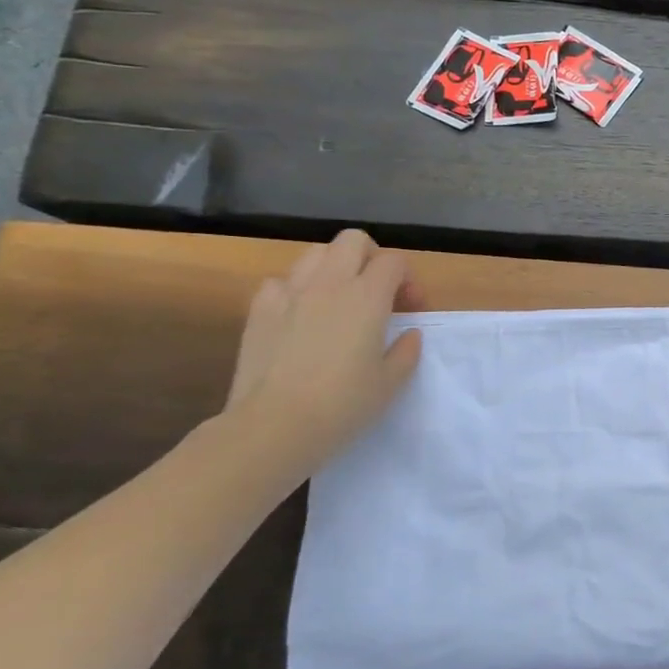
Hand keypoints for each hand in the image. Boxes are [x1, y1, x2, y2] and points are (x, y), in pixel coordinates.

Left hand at [225, 230, 424, 458]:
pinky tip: (299, 315)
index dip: (407, 279)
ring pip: (315, 253)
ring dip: (333, 267)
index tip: (410, 309)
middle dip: (371, 257)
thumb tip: (409, 334)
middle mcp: (329, 283)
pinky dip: (294, 289)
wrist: (273, 427)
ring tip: (338, 299)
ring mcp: (290, 293)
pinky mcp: (258, 310)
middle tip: (376, 292)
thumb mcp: (391, 383)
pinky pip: (280, 281)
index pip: (393, 261)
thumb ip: (406, 351)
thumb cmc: (342, 405)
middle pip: (353, 241)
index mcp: (367, 296)